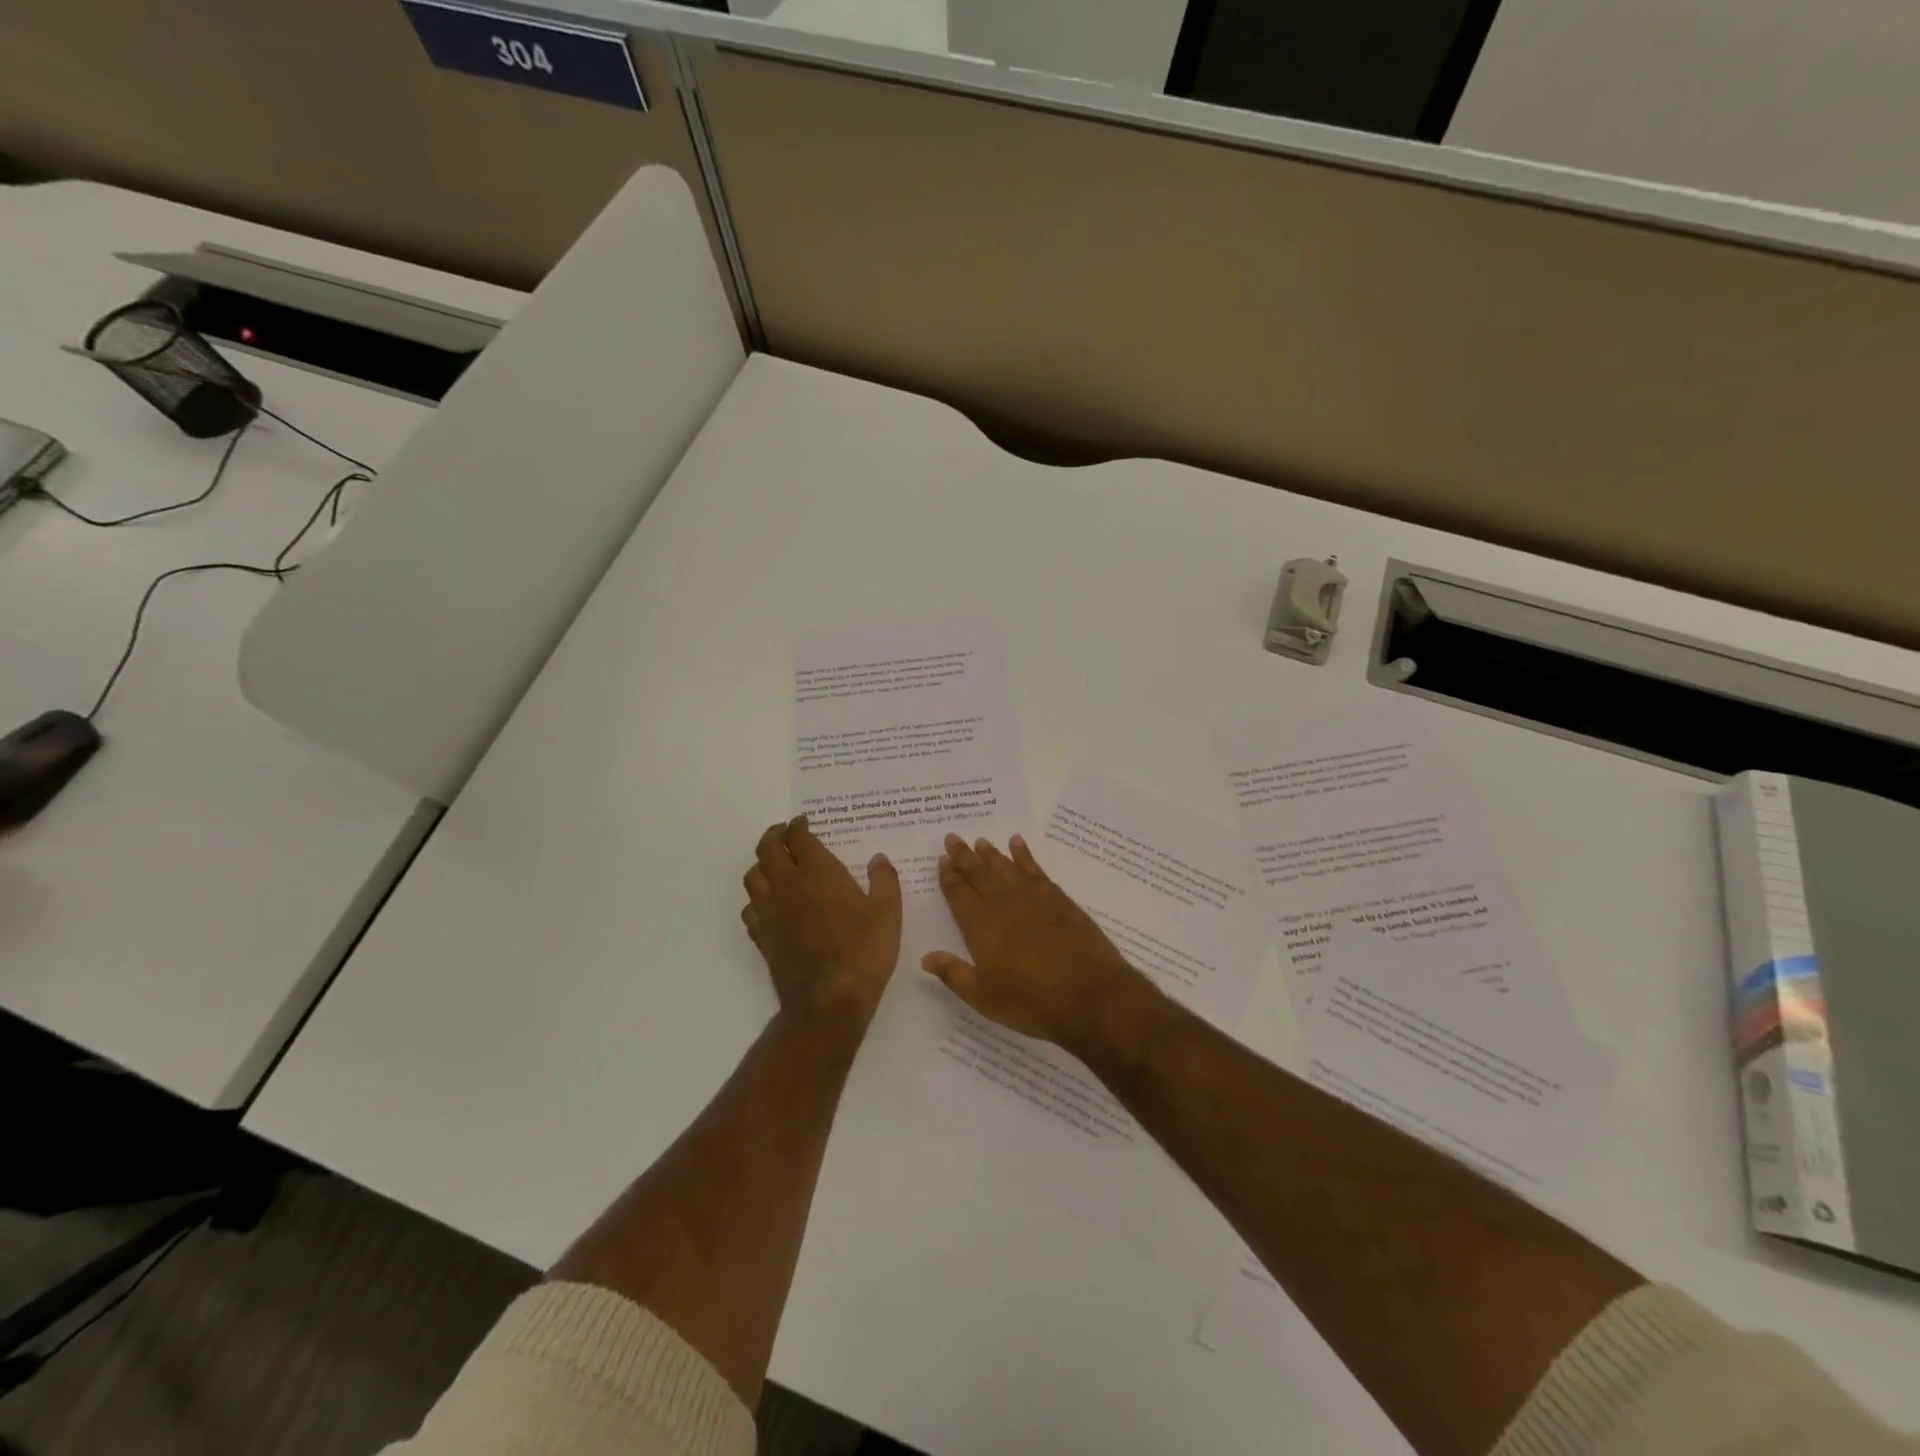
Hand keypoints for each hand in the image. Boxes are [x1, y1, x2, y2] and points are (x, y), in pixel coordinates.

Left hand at [742, 816, 902, 1025]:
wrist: (829, 999)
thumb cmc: (863, 950)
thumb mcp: (887, 912)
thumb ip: (884, 880)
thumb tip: (878, 859)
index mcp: (818, 872)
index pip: (799, 837)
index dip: (799, 825)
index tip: (804, 822)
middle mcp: (787, 885)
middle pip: (768, 849)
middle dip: (775, 835)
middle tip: (785, 833)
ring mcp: (770, 912)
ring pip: (753, 876)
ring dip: (762, 864)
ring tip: (774, 864)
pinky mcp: (762, 937)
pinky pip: (750, 908)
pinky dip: (756, 899)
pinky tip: (768, 904)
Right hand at [922, 833, 1153, 1050]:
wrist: (1087, 993)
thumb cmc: (1030, 1001)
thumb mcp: (984, 996)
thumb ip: (954, 974)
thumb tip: (926, 957)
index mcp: (980, 925)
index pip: (958, 893)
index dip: (949, 876)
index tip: (942, 860)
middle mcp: (1002, 903)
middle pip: (978, 873)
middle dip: (963, 856)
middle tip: (952, 838)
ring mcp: (1031, 896)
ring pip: (1004, 867)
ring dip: (990, 853)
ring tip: (980, 841)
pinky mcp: (1056, 897)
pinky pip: (1034, 867)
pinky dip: (1024, 854)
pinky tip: (1018, 843)